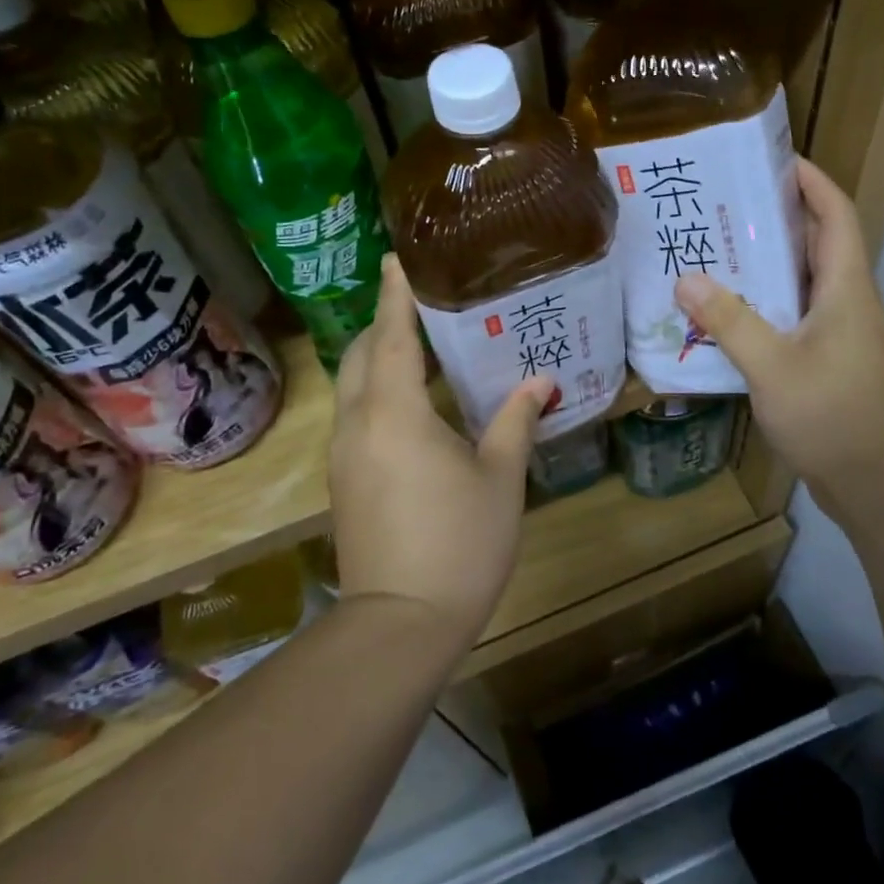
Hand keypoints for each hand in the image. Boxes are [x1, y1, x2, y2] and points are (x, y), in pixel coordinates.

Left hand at [328, 254, 552, 652]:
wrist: (400, 624)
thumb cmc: (459, 542)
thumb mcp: (500, 477)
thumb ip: (516, 420)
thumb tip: (539, 381)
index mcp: (395, 413)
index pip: (391, 336)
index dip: (395, 295)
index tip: (397, 259)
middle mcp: (358, 424)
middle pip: (361, 355)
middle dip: (384, 324)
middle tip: (422, 306)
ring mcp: (344, 456)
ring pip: (354, 388)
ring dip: (379, 359)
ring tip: (421, 347)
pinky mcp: (344, 482)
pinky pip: (357, 417)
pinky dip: (378, 393)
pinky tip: (413, 405)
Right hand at [674, 159, 883, 525]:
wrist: (877, 483)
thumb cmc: (833, 415)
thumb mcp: (773, 366)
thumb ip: (730, 321)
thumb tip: (685, 278)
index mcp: (846, 287)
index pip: (835, 213)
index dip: (810, 180)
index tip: (771, 158)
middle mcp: (846, 301)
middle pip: (814, 243)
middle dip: (773, 217)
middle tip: (719, 205)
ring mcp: (838, 333)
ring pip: (799, 282)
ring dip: (762, 265)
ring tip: (710, 251)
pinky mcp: (826, 360)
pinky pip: (791, 316)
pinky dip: (761, 305)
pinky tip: (722, 314)